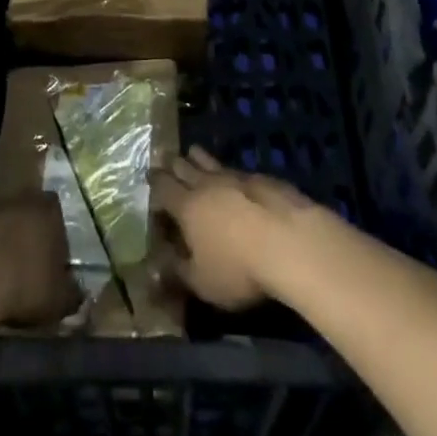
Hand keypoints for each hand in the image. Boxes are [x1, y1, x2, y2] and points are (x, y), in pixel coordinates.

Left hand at [0, 192, 82, 326]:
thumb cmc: (25, 283)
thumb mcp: (58, 299)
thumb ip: (72, 295)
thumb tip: (79, 295)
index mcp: (48, 211)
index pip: (56, 211)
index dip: (56, 234)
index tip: (54, 259)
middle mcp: (19, 202)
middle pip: (27, 216)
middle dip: (28, 238)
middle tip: (30, 269)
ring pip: (1, 228)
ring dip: (2, 249)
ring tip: (3, 281)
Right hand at [151, 147, 320, 310]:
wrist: (288, 240)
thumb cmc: (238, 267)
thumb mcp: (202, 283)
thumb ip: (177, 272)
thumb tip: (157, 265)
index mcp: (186, 206)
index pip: (163, 188)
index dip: (154, 184)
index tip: (148, 178)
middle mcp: (206, 184)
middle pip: (184, 167)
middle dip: (173, 164)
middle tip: (165, 159)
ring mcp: (235, 177)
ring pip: (210, 162)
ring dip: (199, 158)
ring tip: (193, 152)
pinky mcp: (261, 178)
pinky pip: (236, 170)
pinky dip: (228, 172)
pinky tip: (233, 177)